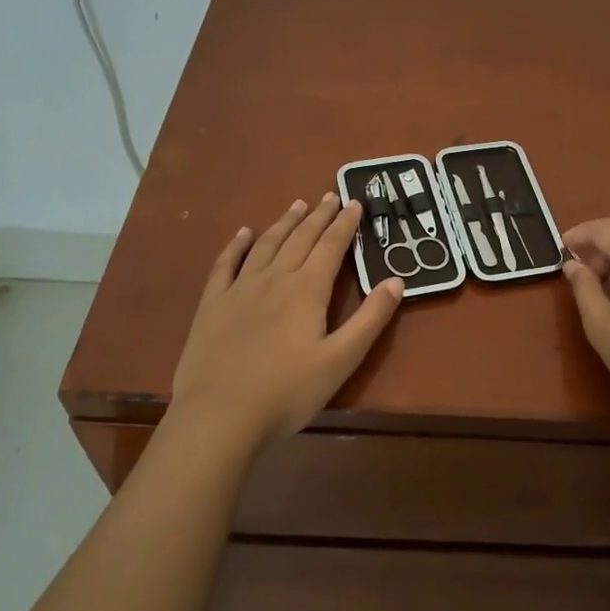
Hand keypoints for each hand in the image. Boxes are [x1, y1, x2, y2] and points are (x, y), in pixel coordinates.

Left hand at [170, 194, 403, 448]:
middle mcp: (274, 279)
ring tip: (297, 205)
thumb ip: (370, 319)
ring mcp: (239, 289)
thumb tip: (396, 280)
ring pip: (266, 245)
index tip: (355, 202)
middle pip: (300, 239)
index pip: (331, 247)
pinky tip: (244, 233)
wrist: (219, 415)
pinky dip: (237, 245)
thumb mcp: (341, 360)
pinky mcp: (212, 304)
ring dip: (284, 222)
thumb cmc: (288, 392)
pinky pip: (226, 264)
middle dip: (319, 216)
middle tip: (330, 195)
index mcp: (307, 290)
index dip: (345, 224)